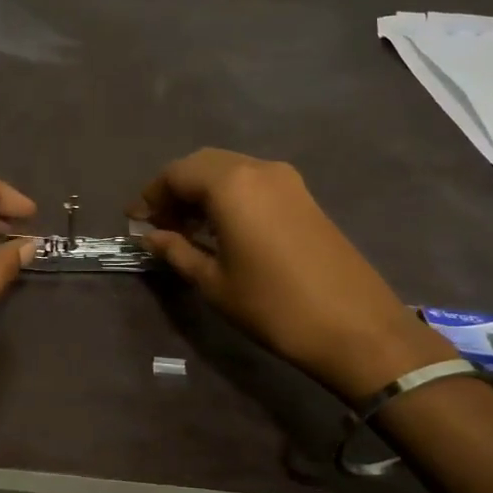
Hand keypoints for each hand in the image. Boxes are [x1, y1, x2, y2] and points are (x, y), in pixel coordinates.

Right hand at [133, 149, 449, 399]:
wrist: (357, 327)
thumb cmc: (274, 306)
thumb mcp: (215, 283)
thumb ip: (177, 251)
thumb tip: (150, 236)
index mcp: (231, 184)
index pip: (176, 173)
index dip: (151, 195)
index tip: (135, 222)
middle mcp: (258, 169)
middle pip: (203, 165)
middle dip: (175, 190)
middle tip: (159, 224)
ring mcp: (286, 180)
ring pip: (229, 170)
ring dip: (202, 192)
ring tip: (185, 229)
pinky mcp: (304, 196)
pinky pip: (253, 182)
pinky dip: (228, 196)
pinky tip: (221, 228)